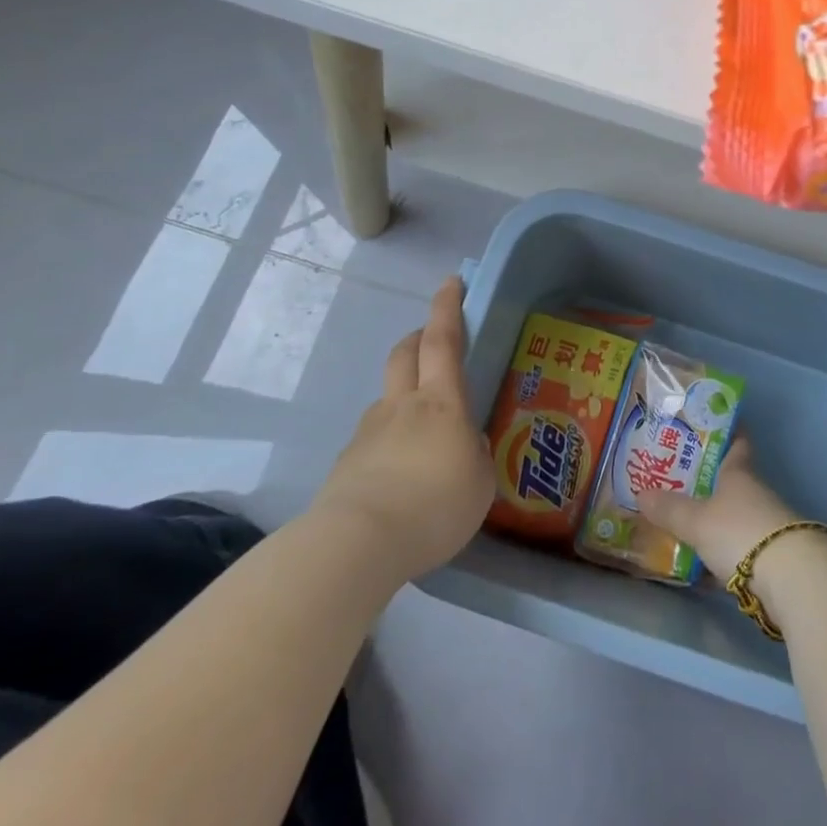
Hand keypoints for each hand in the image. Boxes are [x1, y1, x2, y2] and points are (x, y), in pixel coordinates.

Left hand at [313, 277, 494, 580]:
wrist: (357, 544)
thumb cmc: (434, 505)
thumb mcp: (480, 482)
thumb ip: (475, 457)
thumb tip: (465, 448)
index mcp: (441, 402)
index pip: (443, 340)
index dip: (448, 307)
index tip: (451, 281)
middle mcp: (401, 406)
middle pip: (405, 353)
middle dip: (419, 337)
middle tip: (434, 339)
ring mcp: (368, 432)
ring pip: (387, 396)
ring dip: (403, 394)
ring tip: (422, 431)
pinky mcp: (347, 464)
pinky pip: (373, 438)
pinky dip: (388, 441)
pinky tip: (398, 476)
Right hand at [635, 438, 799, 580]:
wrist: (790, 578)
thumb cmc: (739, 531)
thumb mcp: (697, 521)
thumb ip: (670, 509)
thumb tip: (641, 493)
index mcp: (739, 473)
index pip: (736, 443)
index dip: (726, 431)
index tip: (712, 423)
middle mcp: (754, 493)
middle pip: (731, 481)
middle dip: (707, 480)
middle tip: (675, 478)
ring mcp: (765, 525)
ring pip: (733, 515)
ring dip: (713, 519)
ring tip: (681, 522)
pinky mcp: (769, 557)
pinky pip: (737, 547)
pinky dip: (720, 552)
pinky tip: (700, 565)